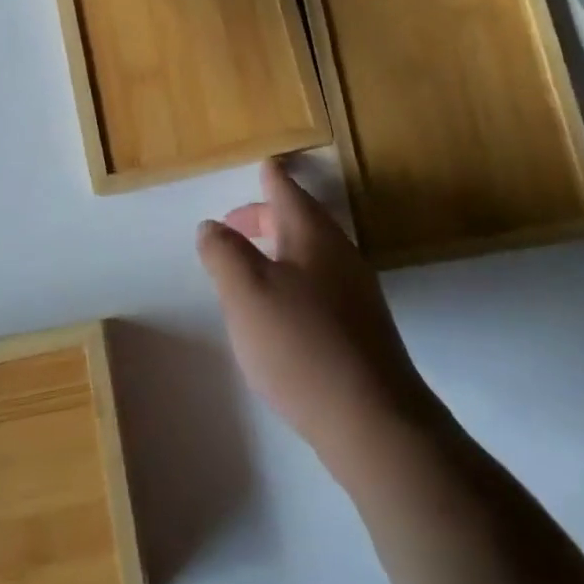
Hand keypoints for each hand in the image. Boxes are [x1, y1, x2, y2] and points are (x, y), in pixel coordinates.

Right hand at [197, 160, 437, 479]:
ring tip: (249, 266)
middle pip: (301, 222)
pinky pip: (320, 284)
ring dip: (279, 250)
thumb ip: (224, 254)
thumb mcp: (246, 293)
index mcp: (314, 237)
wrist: (371, 418)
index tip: (264, 164)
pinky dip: (293, 279)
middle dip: (266, 217)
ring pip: (311, 254)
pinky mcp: (361, 328)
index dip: (271, 178)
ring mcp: (357, 293)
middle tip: (234, 225)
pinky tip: (279, 310)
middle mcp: (341, 255)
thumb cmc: (300, 345)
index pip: (289, 193)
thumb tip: (212, 226)